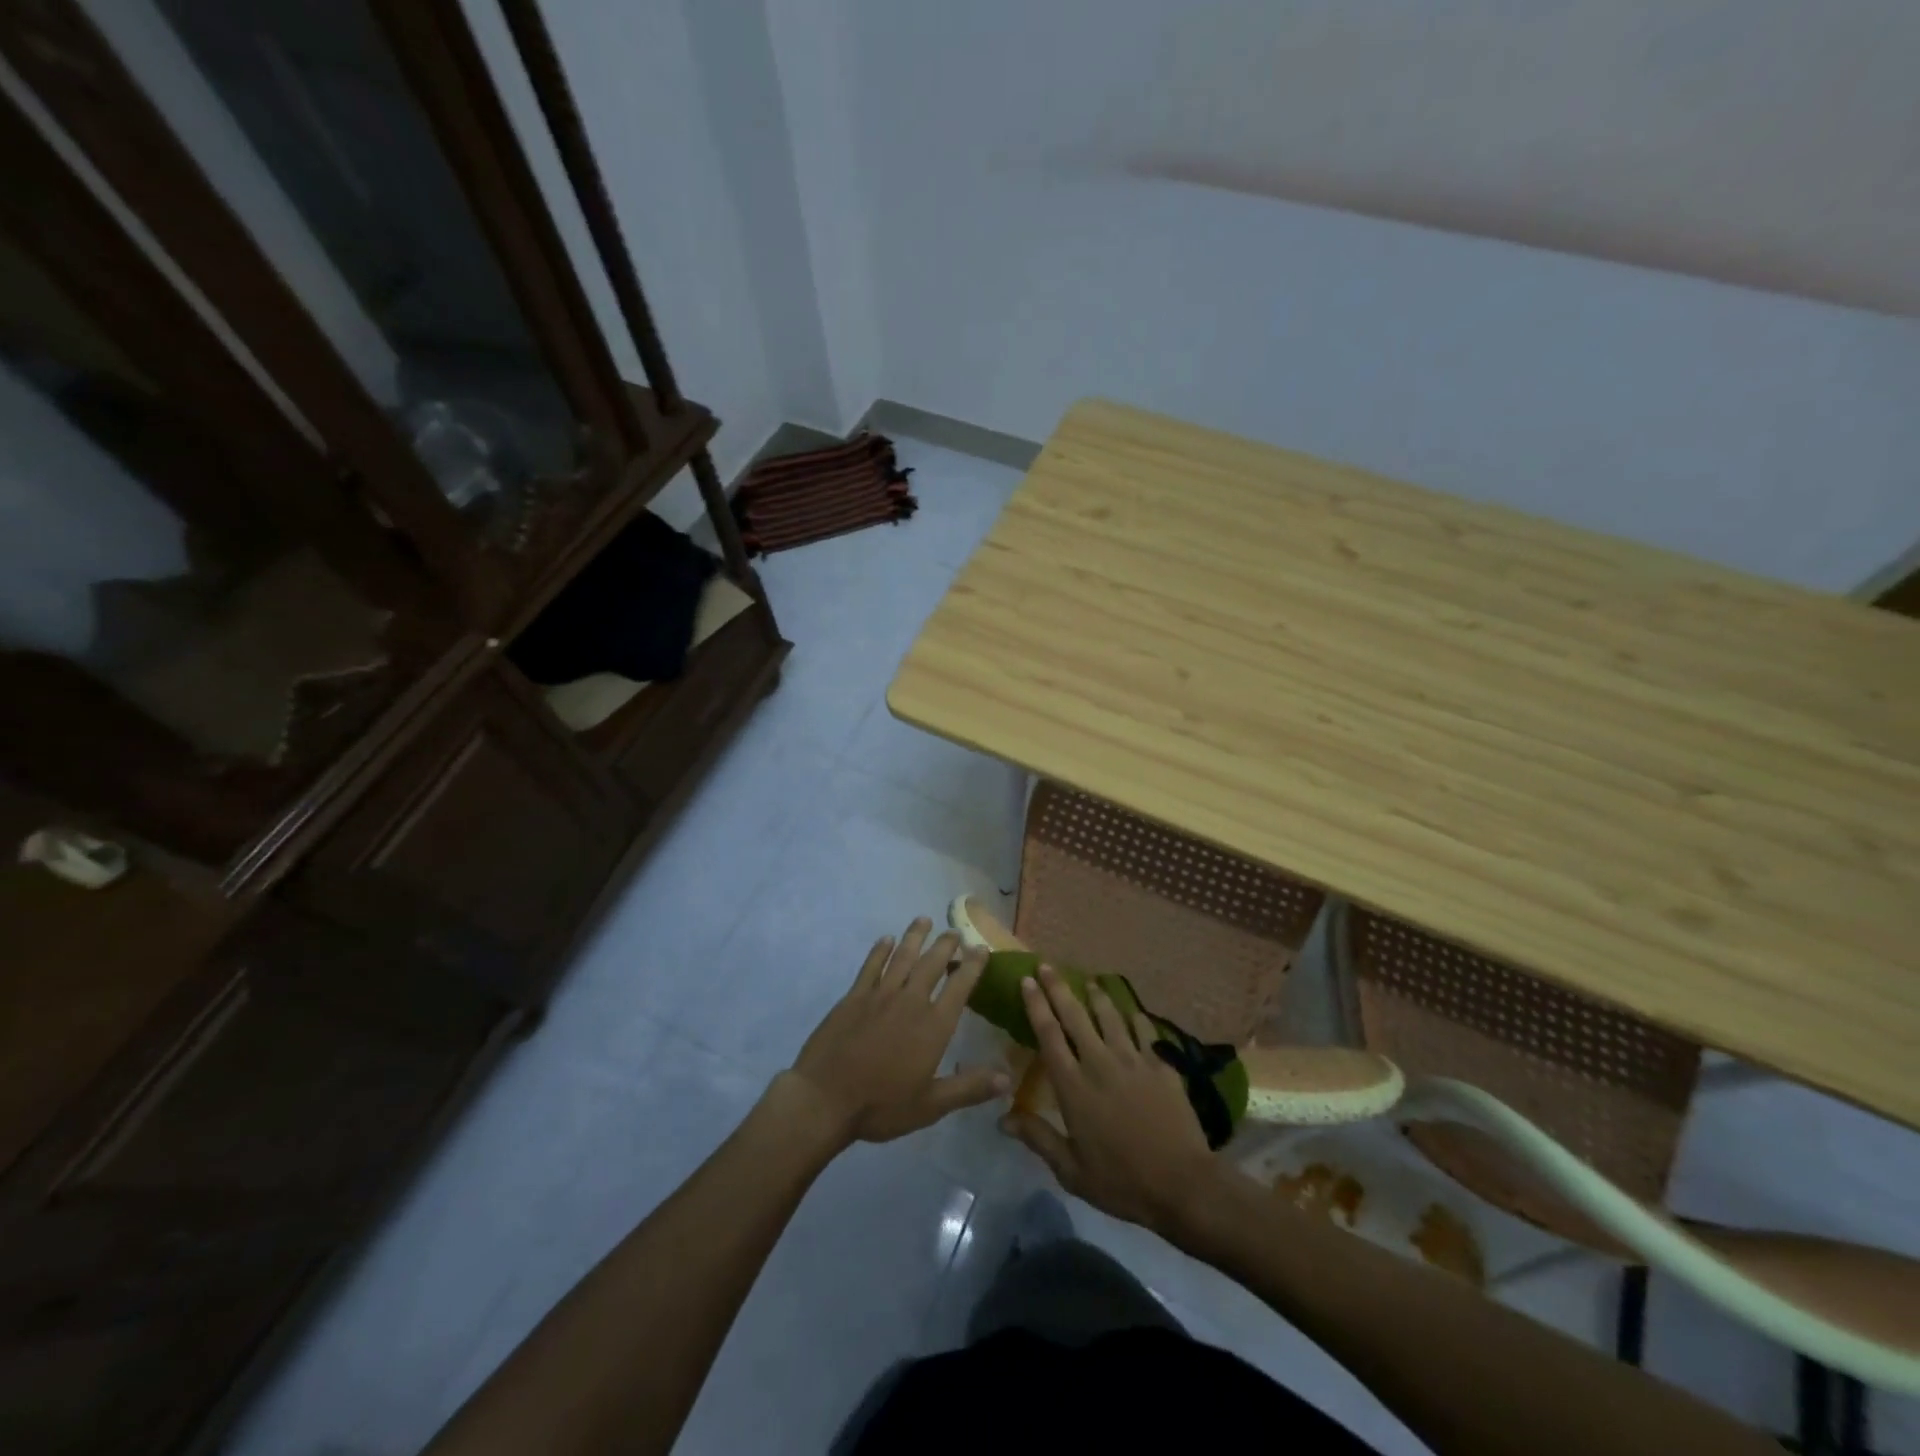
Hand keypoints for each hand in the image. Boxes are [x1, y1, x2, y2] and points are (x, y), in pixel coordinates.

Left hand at [788, 918, 1009, 1144]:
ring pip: (902, 957)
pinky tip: (886, 939)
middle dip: (946, 945)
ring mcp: (880, 995)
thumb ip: (969, 1088)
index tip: (981, 948)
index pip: (960, 986)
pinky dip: (880, 950)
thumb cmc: (881, 1105)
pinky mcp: (854, 997)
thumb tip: (1008, 1078)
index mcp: (933, 1026)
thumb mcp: (931, 1105)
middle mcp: (910, 1001)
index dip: (973, 965)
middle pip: (932, 964)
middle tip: (955, 931)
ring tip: (924, 920)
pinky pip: (871, 966)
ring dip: (915, 937)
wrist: (825, 1099)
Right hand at [1002, 964, 1217, 1233]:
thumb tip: (1002, 1118)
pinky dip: (1134, 1016)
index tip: (1027, 980)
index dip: (1036, 1005)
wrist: (1182, 1184)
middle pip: (1075, 1015)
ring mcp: (1133, 1060)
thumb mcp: (1072, 1171)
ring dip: (1096, 995)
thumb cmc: (1121, 1182)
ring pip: (1110, 1015)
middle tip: (1047, 965)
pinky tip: (1130, 1009)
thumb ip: (1038, 1138)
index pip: (1048, 1035)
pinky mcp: (1160, 1064)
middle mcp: (1099, 1062)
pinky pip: (1144, 1030)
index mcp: (1073, 1086)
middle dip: (1058, 987)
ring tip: (1088, 980)